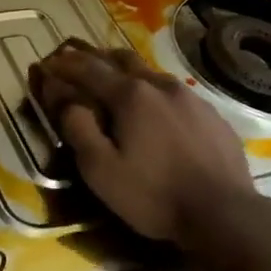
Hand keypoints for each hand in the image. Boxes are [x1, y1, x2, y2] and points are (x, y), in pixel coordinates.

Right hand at [32, 42, 255, 243]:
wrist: (223, 213)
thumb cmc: (153, 194)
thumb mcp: (100, 168)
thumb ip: (76, 126)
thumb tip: (58, 91)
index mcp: (130, 95)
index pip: (87, 69)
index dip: (64, 65)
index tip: (47, 63)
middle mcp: (160, 85)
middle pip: (121, 59)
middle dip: (95, 58)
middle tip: (78, 63)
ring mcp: (191, 97)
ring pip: (151, 73)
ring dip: (126, 72)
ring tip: (115, 82)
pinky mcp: (212, 114)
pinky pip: (175, 93)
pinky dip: (154, 92)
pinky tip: (156, 110)